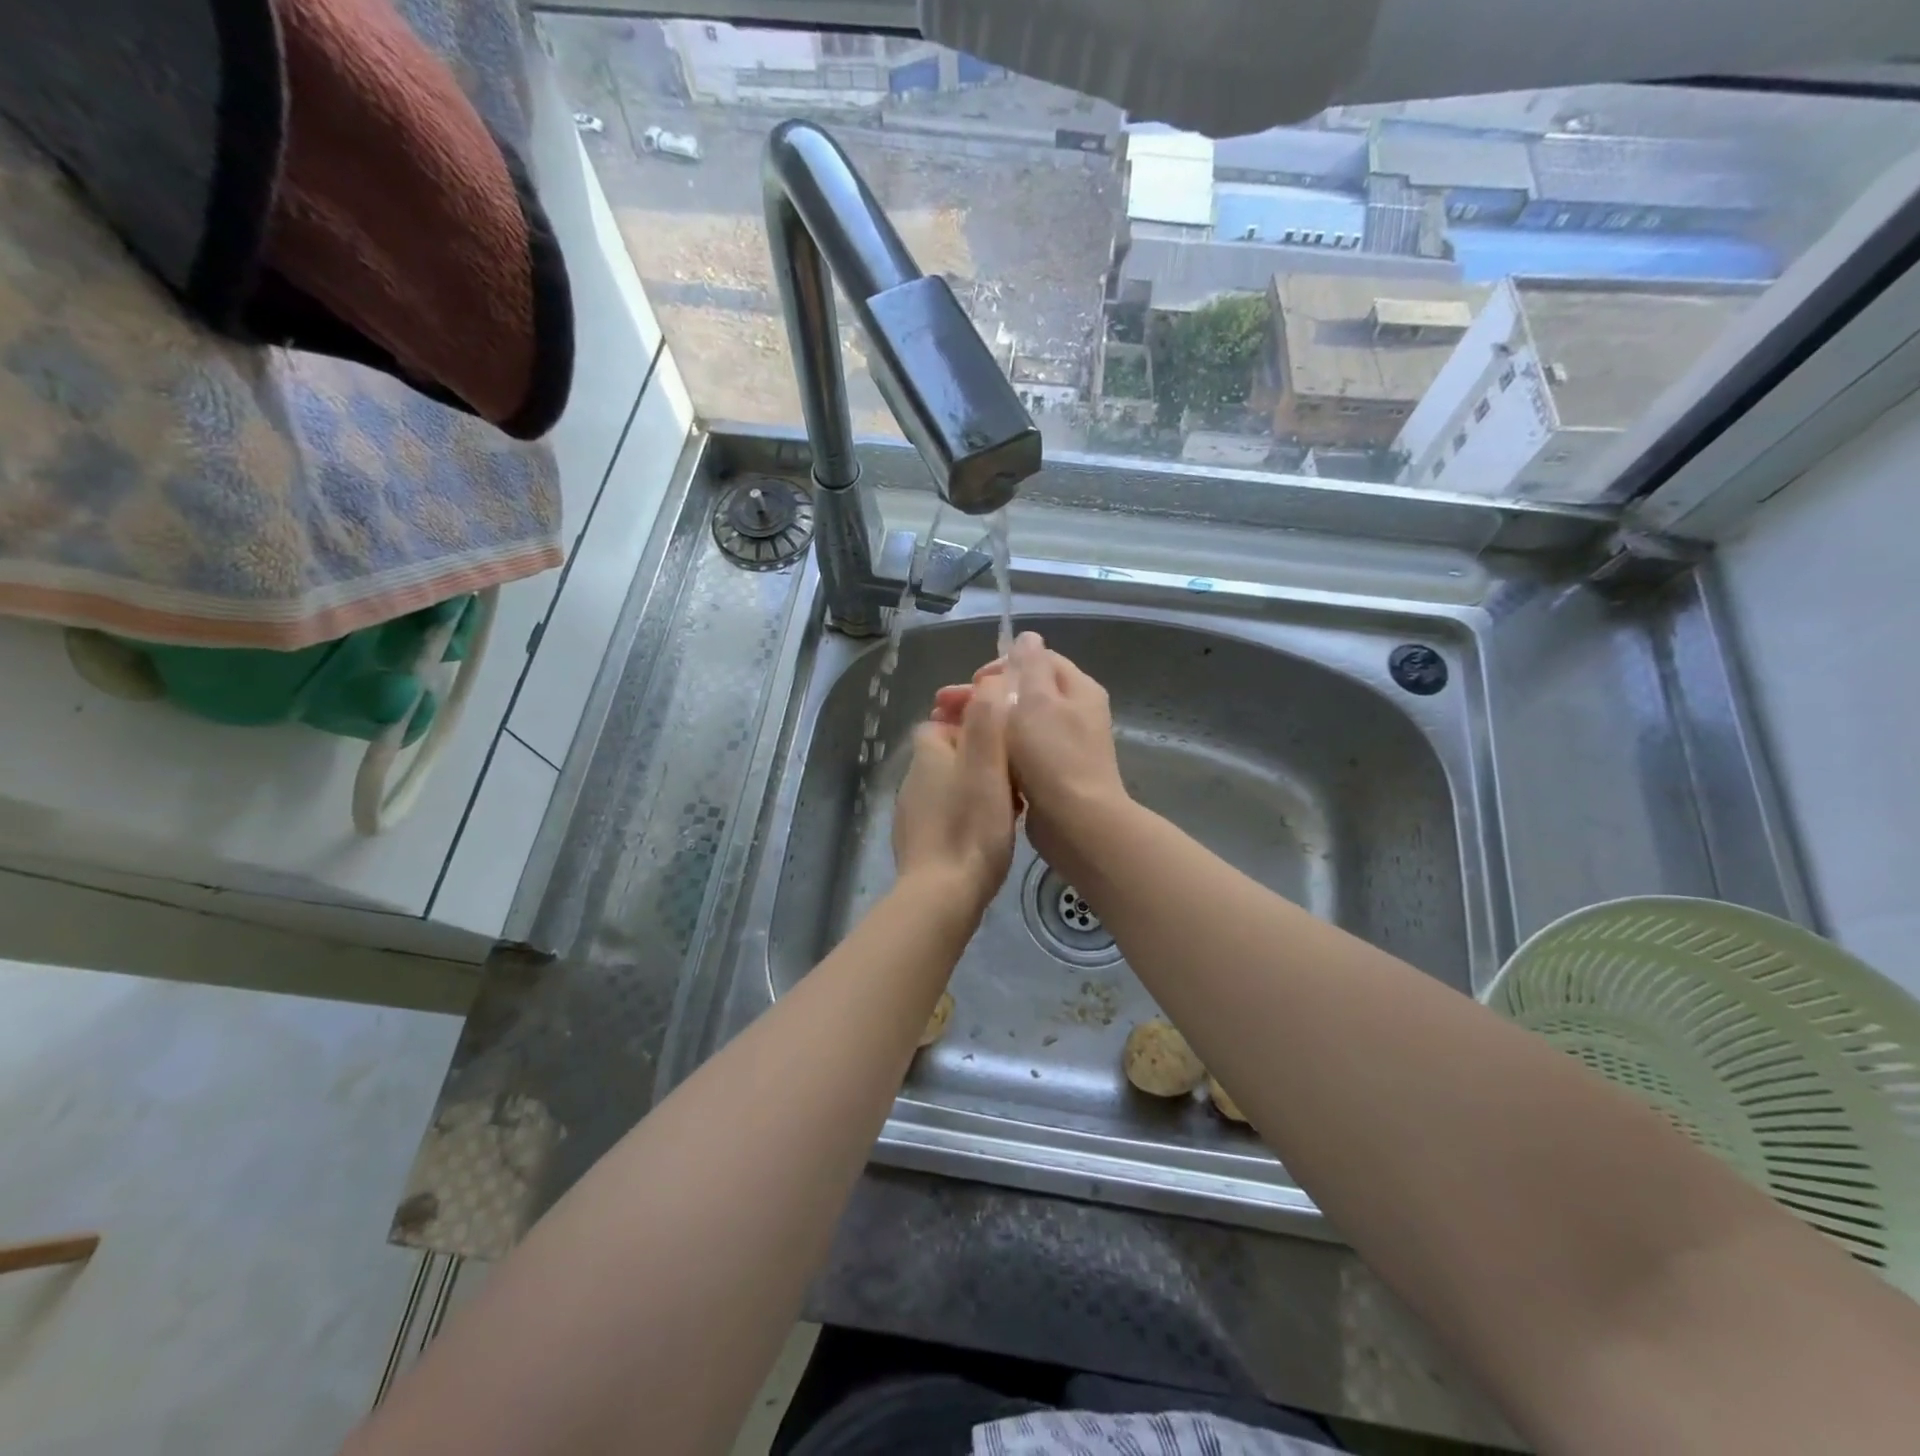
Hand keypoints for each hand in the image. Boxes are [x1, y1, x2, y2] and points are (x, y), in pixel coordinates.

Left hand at [892, 670, 1017, 917]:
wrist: (942, 895)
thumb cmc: (970, 824)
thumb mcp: (987, 762)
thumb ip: (988, 718)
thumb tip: (989, 680)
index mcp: (927, 752)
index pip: (944, 720)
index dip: (975, 723)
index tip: (1005, 739)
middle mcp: (913, 778)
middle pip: (950, 753)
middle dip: (980, 757)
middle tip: (1015, 775)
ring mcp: (912, 813)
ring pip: (950, 786)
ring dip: (976, 788)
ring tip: (1009, 804)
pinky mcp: (919, 844)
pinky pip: (948, 816)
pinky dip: (968, 816)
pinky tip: (989, 834)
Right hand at [933, 632, 1128, 871]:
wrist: (1077, 823)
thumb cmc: (1053, 756)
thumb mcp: (1038, 701)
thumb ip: (1030, 666)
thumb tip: (1028, 637)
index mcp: (1077, 689)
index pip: (1036, 660)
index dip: (1000, 665)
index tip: (973, 683)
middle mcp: (1075, 712)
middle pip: (1023, 691)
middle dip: (983, 696)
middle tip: (943, 707)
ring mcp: (1064, 745)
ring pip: (1017, 722)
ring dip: (984, 723)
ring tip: (948, 731)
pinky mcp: (1051, 774)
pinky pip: (1019, 751)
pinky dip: (995, 749)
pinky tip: (972, 756)